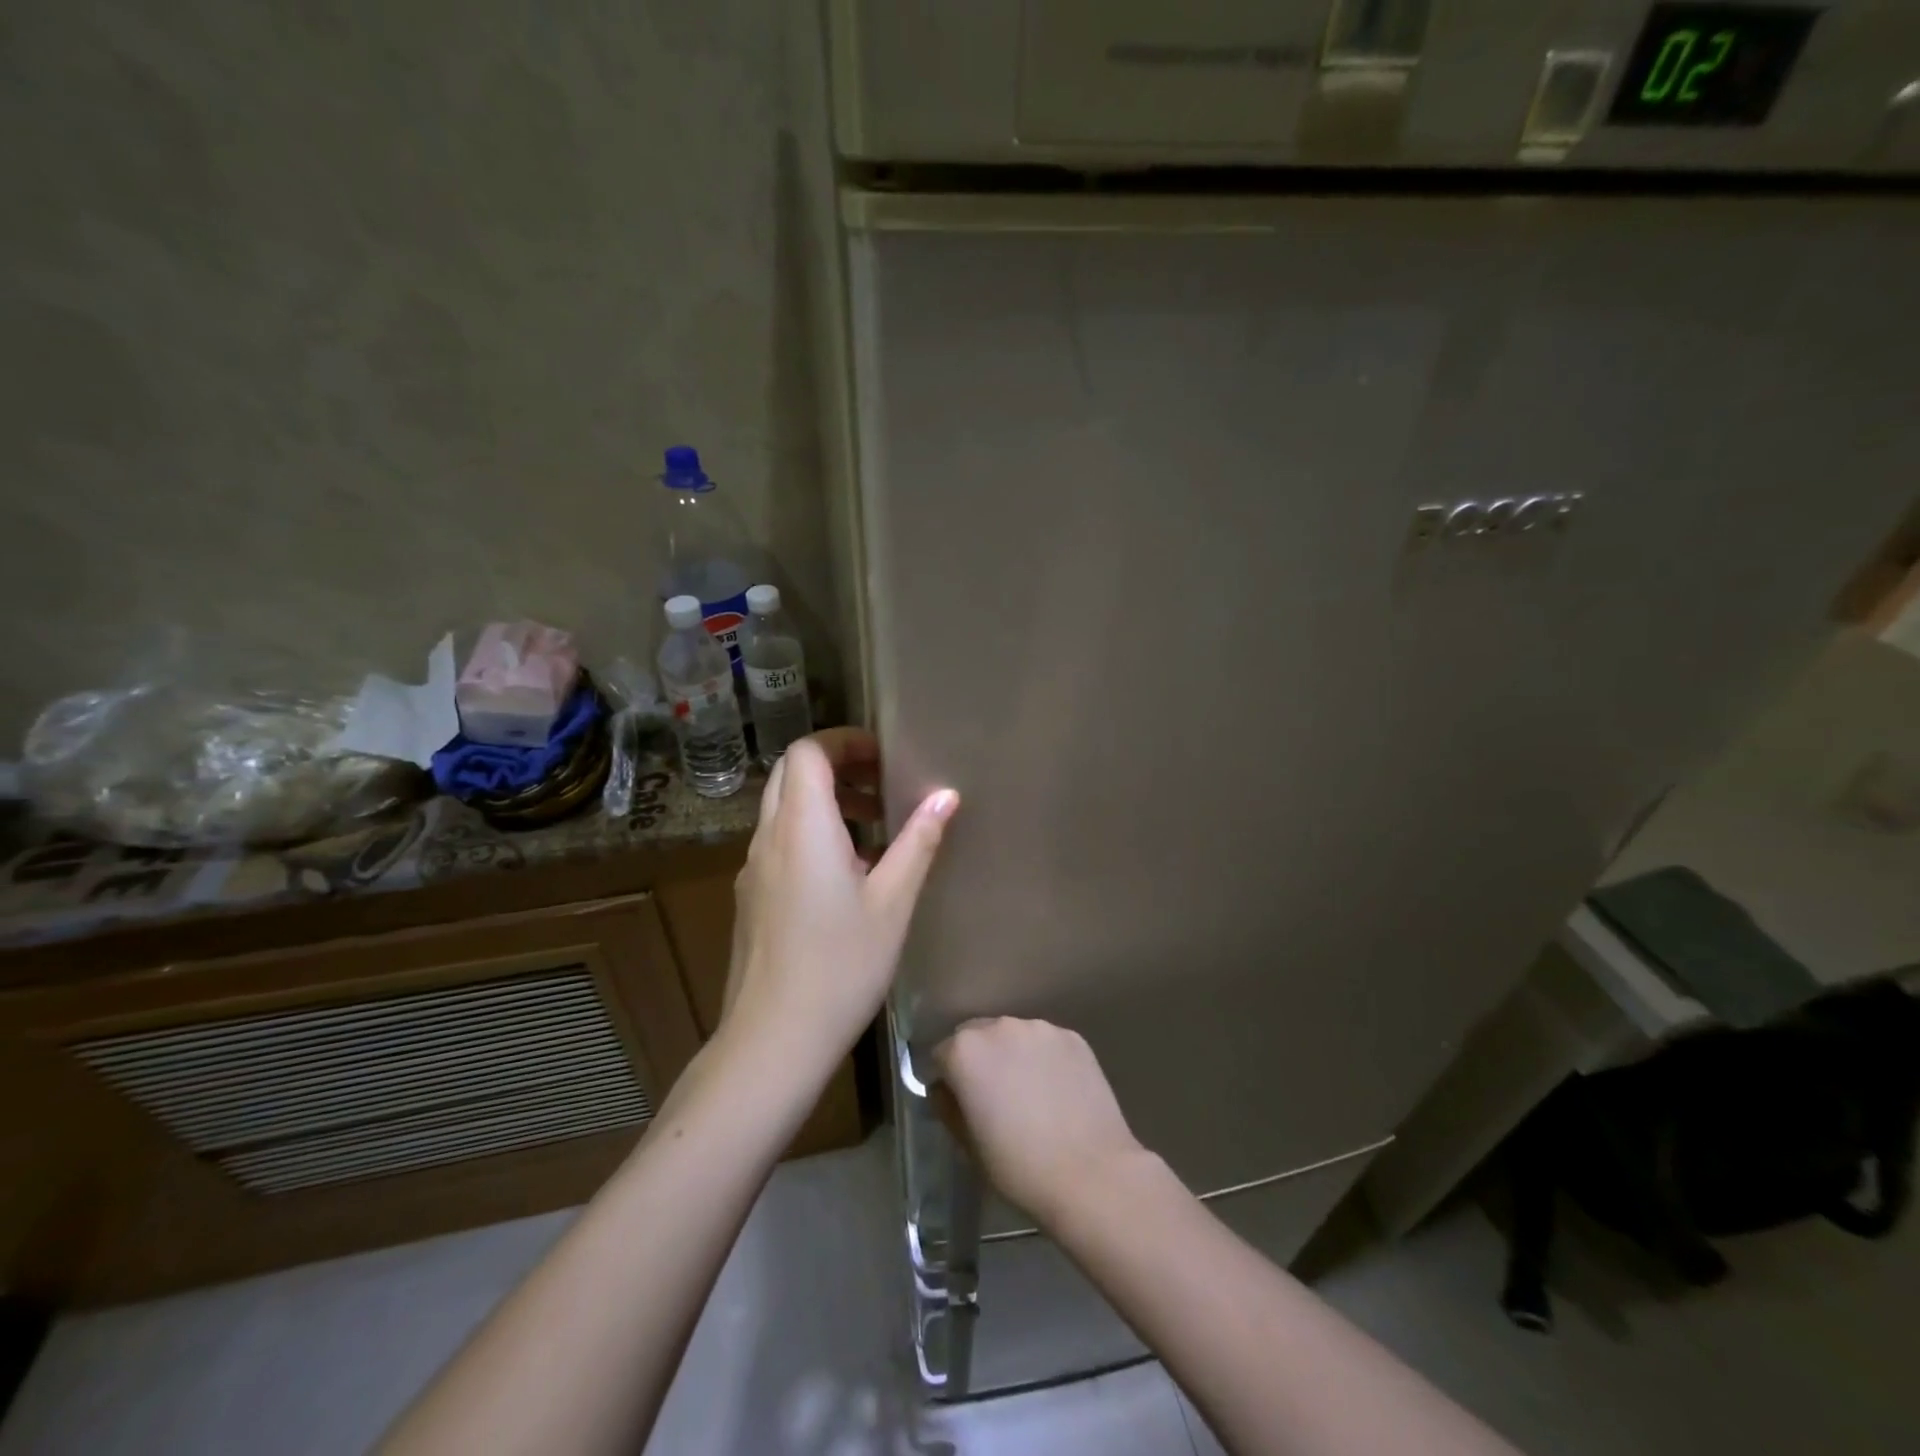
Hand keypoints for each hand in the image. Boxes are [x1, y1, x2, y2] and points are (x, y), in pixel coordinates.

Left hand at [721, 728, 958, 1082]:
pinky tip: (849, 874)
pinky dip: (811, 834)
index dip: (844, 742)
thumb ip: (918, 842)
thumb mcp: (893, 902)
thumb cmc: (841, 966)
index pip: (807, 752)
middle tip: (882, 785)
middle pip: (791, 773)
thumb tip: (946, 795)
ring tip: (875, 828)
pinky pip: (779, 842)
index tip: (884, 757)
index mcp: (802, 827)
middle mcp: (768, 837)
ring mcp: (753, 868)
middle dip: (836, 766)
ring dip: (825, 802)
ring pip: (783, 808)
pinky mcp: (751, 896)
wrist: (773, 1039)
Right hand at [933, 1018, 1151, 1228]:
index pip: (943, 1055)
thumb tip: (946, 1090)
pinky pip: (1046, 1043)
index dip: (948, 1079)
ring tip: (1030, 1093)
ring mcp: (1040, 1028)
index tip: (960, 1103)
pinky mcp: (1073, 1036)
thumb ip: (950, 1108)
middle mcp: (1000, 1027)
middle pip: (977, 1036)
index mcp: (966, 1051)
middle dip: (979, 1059)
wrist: (1092, 1174)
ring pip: (1014, 1036)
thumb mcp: (969, 1146)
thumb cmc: (1020, 1168)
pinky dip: (1044, 1059)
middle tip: (994, 1097)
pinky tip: (1057, 1091)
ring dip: (1012, 1055)